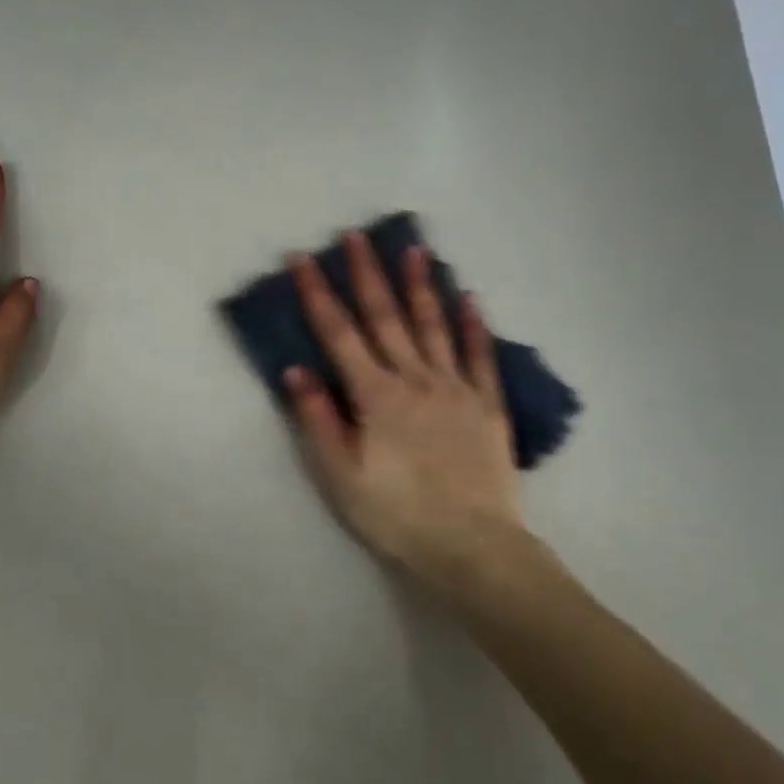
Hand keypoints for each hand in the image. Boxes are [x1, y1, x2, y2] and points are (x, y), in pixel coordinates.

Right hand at [285, 234, 526, 592]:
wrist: (473, 547)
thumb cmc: (397, 515)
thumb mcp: (341, 477)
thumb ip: (318, 420)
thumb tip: (296, 370)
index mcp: (376, 396)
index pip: (339, 335)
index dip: (318, 294)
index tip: (303, 259)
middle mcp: (415, 380)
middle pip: (386, 318)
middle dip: (367, 274)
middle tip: (356, 235)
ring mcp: (456, 388)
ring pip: (434, 326)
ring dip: (421, 285)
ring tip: (415, 249)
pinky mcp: (487, 405)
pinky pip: (480, 357)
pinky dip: (473, 326)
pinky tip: (470, 299)